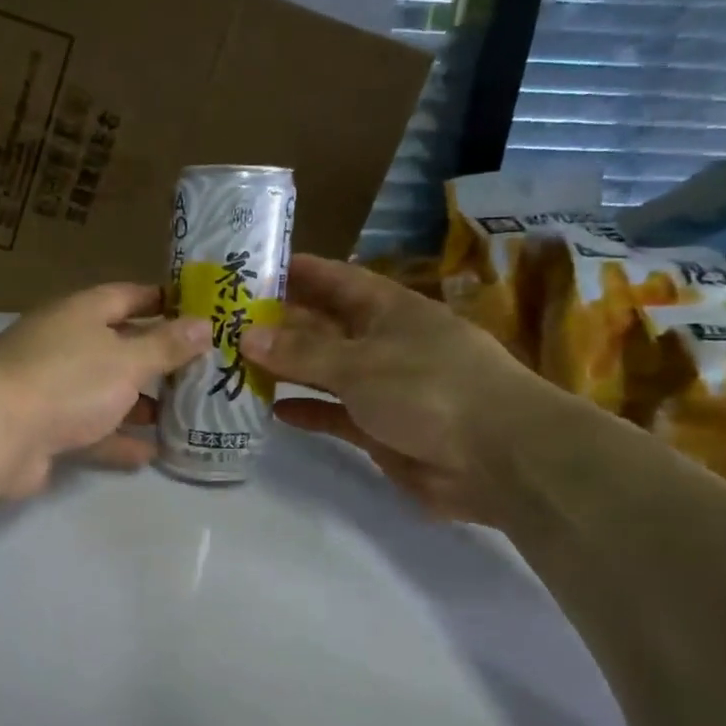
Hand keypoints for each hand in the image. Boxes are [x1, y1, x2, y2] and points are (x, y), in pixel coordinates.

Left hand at [0, 283, 211, 500]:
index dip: (160, 301)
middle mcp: (62, 345)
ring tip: (182, 415)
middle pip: (116, 346)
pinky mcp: (44, 428)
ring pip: (103, 392)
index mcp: (78, 314)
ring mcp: (50, 388)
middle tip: (199, 371)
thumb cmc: (68, 382)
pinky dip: (116, 440)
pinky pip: (89, 430)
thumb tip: (205, 325)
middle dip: (155, 360)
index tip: (196, 311)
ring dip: (138, 404)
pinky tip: (150, 453)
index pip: (125, 296)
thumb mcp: (127, 360)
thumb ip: (167, 345)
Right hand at [238, 254, 558, 522]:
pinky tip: (274, 411)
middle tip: (227, 322)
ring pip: (324, 371)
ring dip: (287, 369)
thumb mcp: (359, 363)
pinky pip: (333, 413)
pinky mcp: (380, 428)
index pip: (336, 280)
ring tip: (237, 365)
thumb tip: (245, 334)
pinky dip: (307, 410)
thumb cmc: (430, 389)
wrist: (499, 459)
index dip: (300, 271)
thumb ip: (301, 351)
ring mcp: (383, 387)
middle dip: (281, 323)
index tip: (256, 266)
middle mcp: (384, 343)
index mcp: (389, 310)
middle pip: (324, 326)